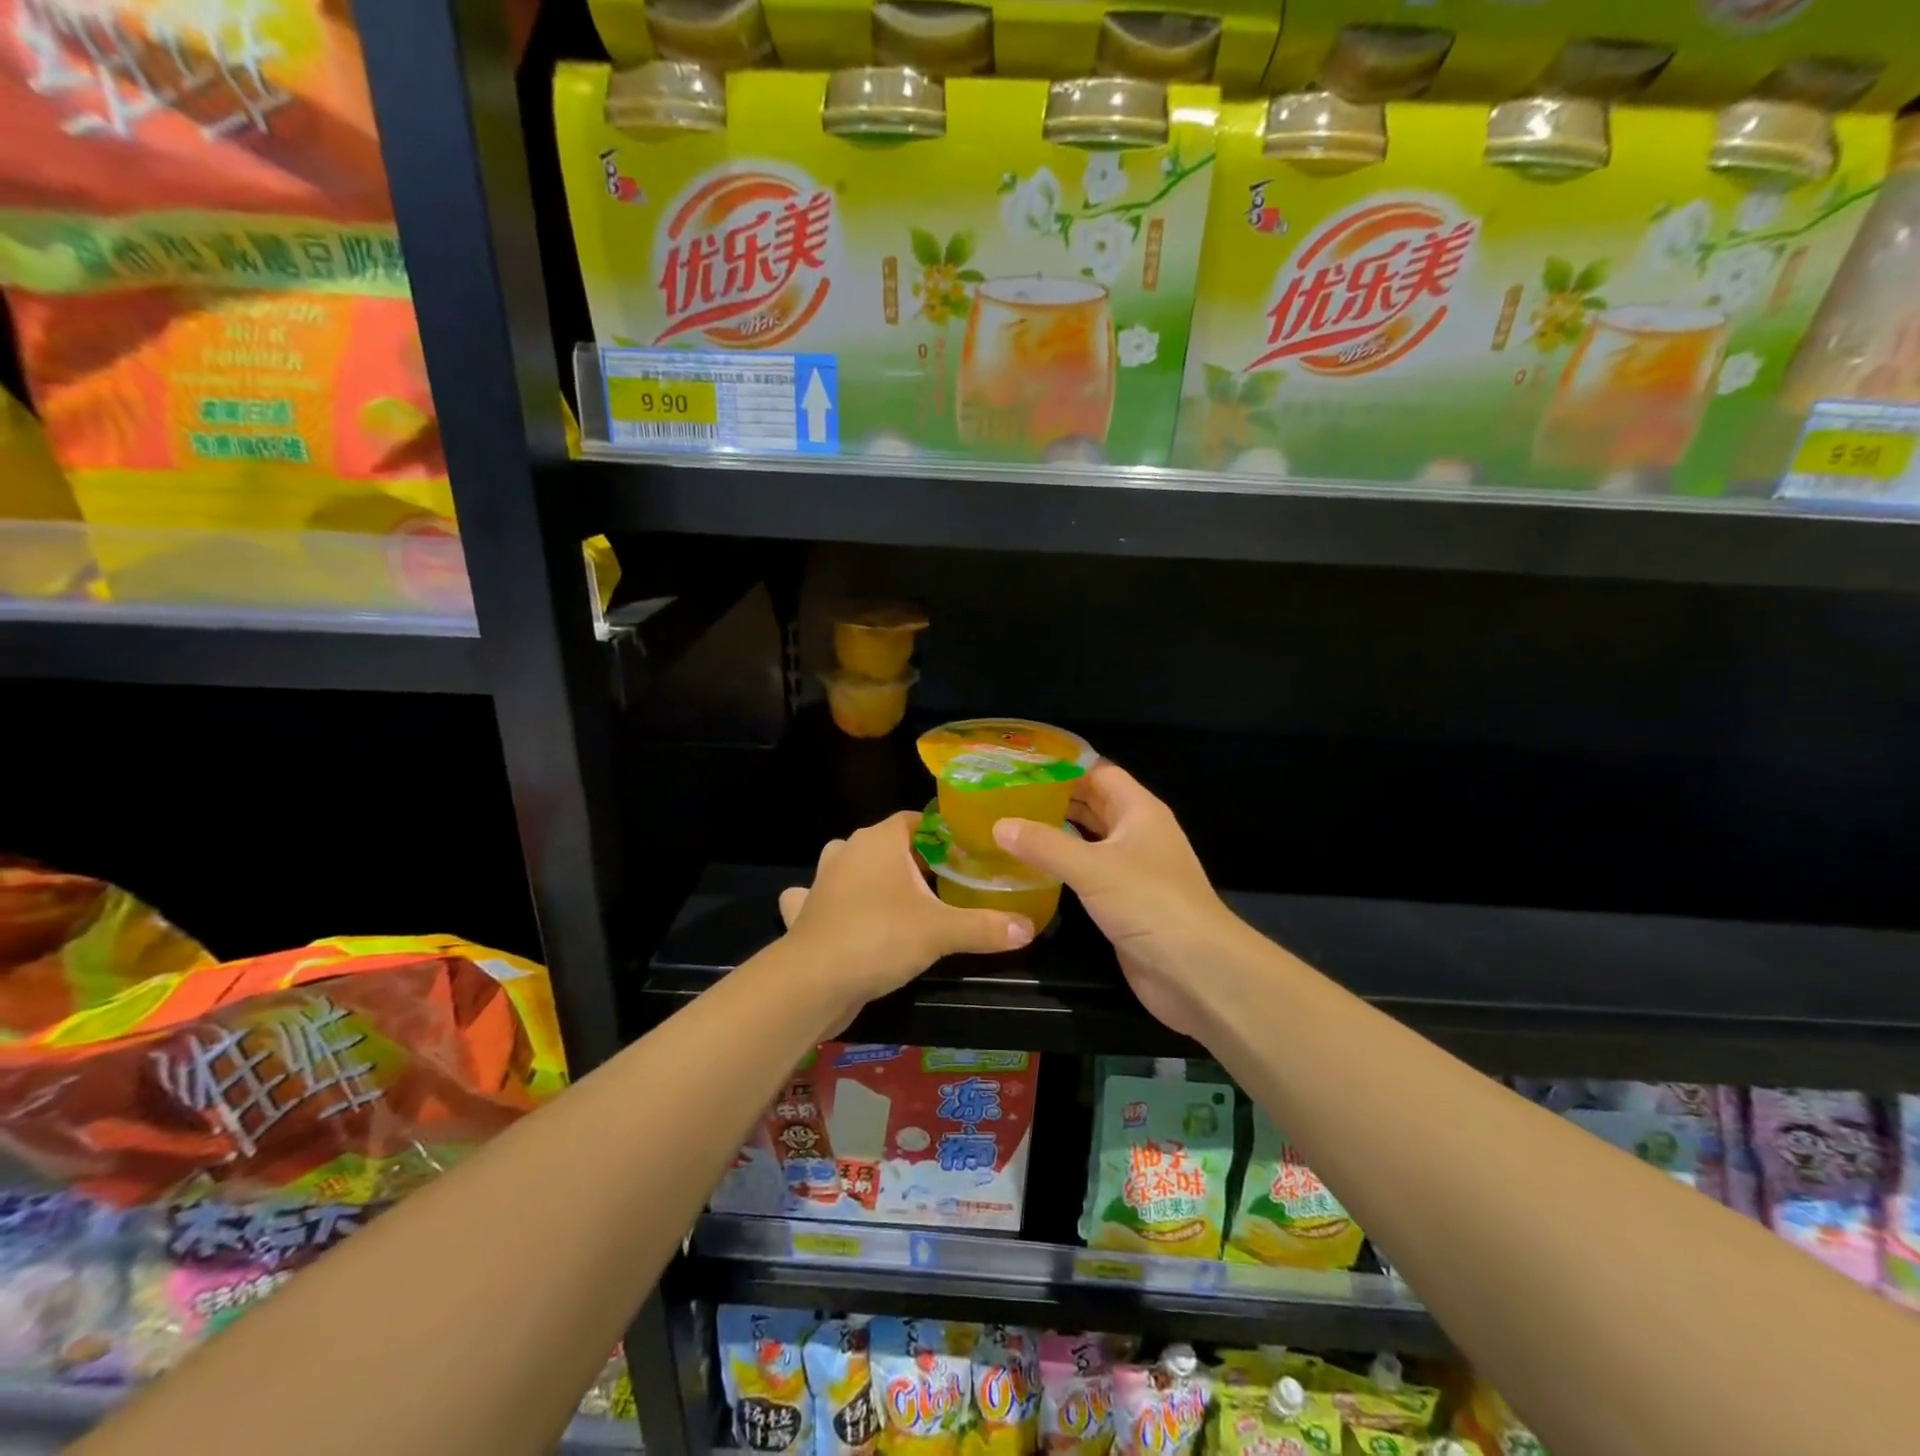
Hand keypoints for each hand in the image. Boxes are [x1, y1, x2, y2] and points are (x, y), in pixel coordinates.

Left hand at [779, 811, 1033, 1015]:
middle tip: (947, 883)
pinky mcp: (806, 912)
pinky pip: (822, 899)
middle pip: (887, 844)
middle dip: (913, 860)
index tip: (966, 853)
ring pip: (852, 867)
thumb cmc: (879, 937)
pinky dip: (834, 905)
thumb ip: (986, 926)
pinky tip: (846, 919)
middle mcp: (847, 850)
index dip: (942, 833)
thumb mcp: (941, 931)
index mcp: (879, 840)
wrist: (812, 981)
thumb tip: (1029, 928)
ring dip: (871, 878)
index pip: (915, 819)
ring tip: (901, 900)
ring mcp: (822, 880)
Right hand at [991, 764, 1248, 1037]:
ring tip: (1010, 824)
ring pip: (1089, 839)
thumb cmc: (1150, 903)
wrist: (1196, 970)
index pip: (1098, 772)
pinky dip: (1062, 866)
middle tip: (1006, 795)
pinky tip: (1030, 867)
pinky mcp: (1123, 901)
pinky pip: (1088, 873)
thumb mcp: (1092, 867)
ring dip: (1056, 832)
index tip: (1021, 764)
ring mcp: (1132, 869)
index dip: (1063, 766)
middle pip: (1093, 804)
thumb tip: (999, 824)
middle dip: (1054, 798)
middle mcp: (1136, 833)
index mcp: (1139, 810)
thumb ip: (1044, 844)